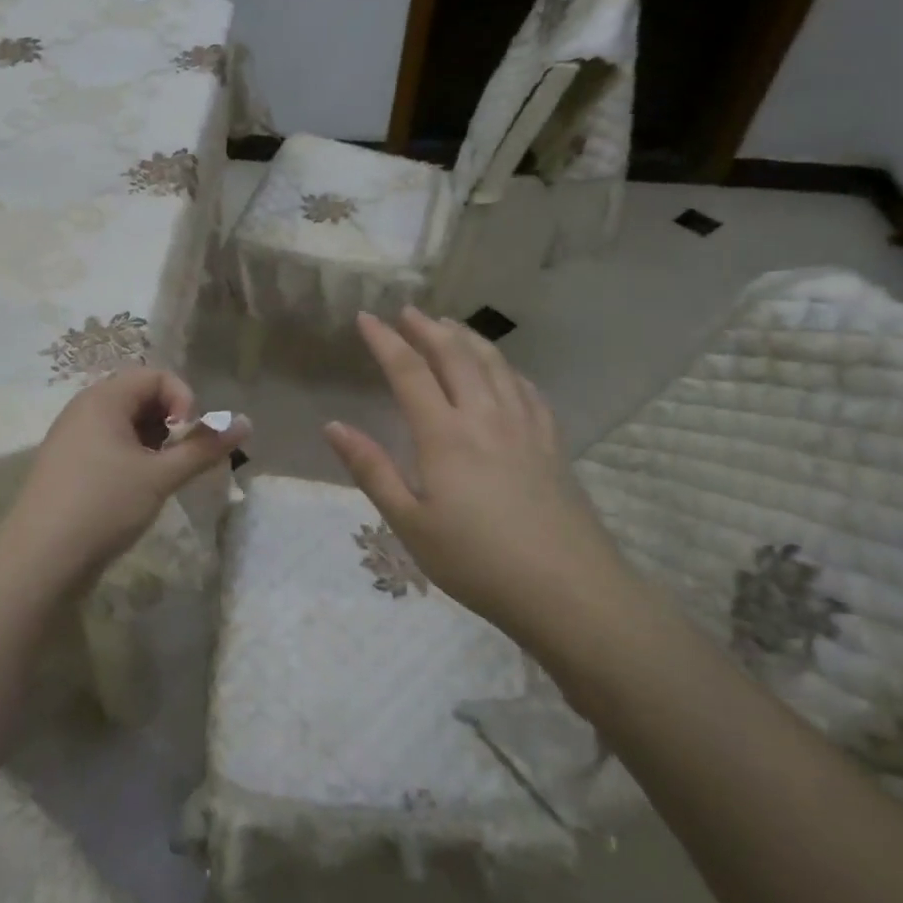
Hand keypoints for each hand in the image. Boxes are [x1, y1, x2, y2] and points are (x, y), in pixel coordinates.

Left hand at [0, 368, 249, 593]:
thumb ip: (204, 448)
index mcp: (103, 398)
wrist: (38, 561)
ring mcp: (72, 437)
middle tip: (179, 461)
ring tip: (161, 479)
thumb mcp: (160, 476)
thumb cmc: (102, 506)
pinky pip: (108, 445)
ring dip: (153, 444)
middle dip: (170, 424)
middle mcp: (84, 409)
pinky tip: (137, 492)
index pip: (156, 376)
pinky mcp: (68, 465)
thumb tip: (247, 422)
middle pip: (140, 396)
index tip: (189, 439)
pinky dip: (132, 458)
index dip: (183, 401)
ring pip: (126, 424)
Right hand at [322, 308, 630, 649]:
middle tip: (408, 311)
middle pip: (455, 356)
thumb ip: (371, 470)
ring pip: (494, 364)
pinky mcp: (552, 442)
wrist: (569, 591)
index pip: (409, 372)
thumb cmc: (477, 561)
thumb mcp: (410, 523)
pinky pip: (526, 388)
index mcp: (445, 435)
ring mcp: (525, 426)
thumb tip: (333, 426)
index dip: (385, 340)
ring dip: (468, 338)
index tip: (366, 317)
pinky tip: (503, 370)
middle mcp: (485, 417)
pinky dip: (506, 368)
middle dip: (428, 328)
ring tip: (450, 325)